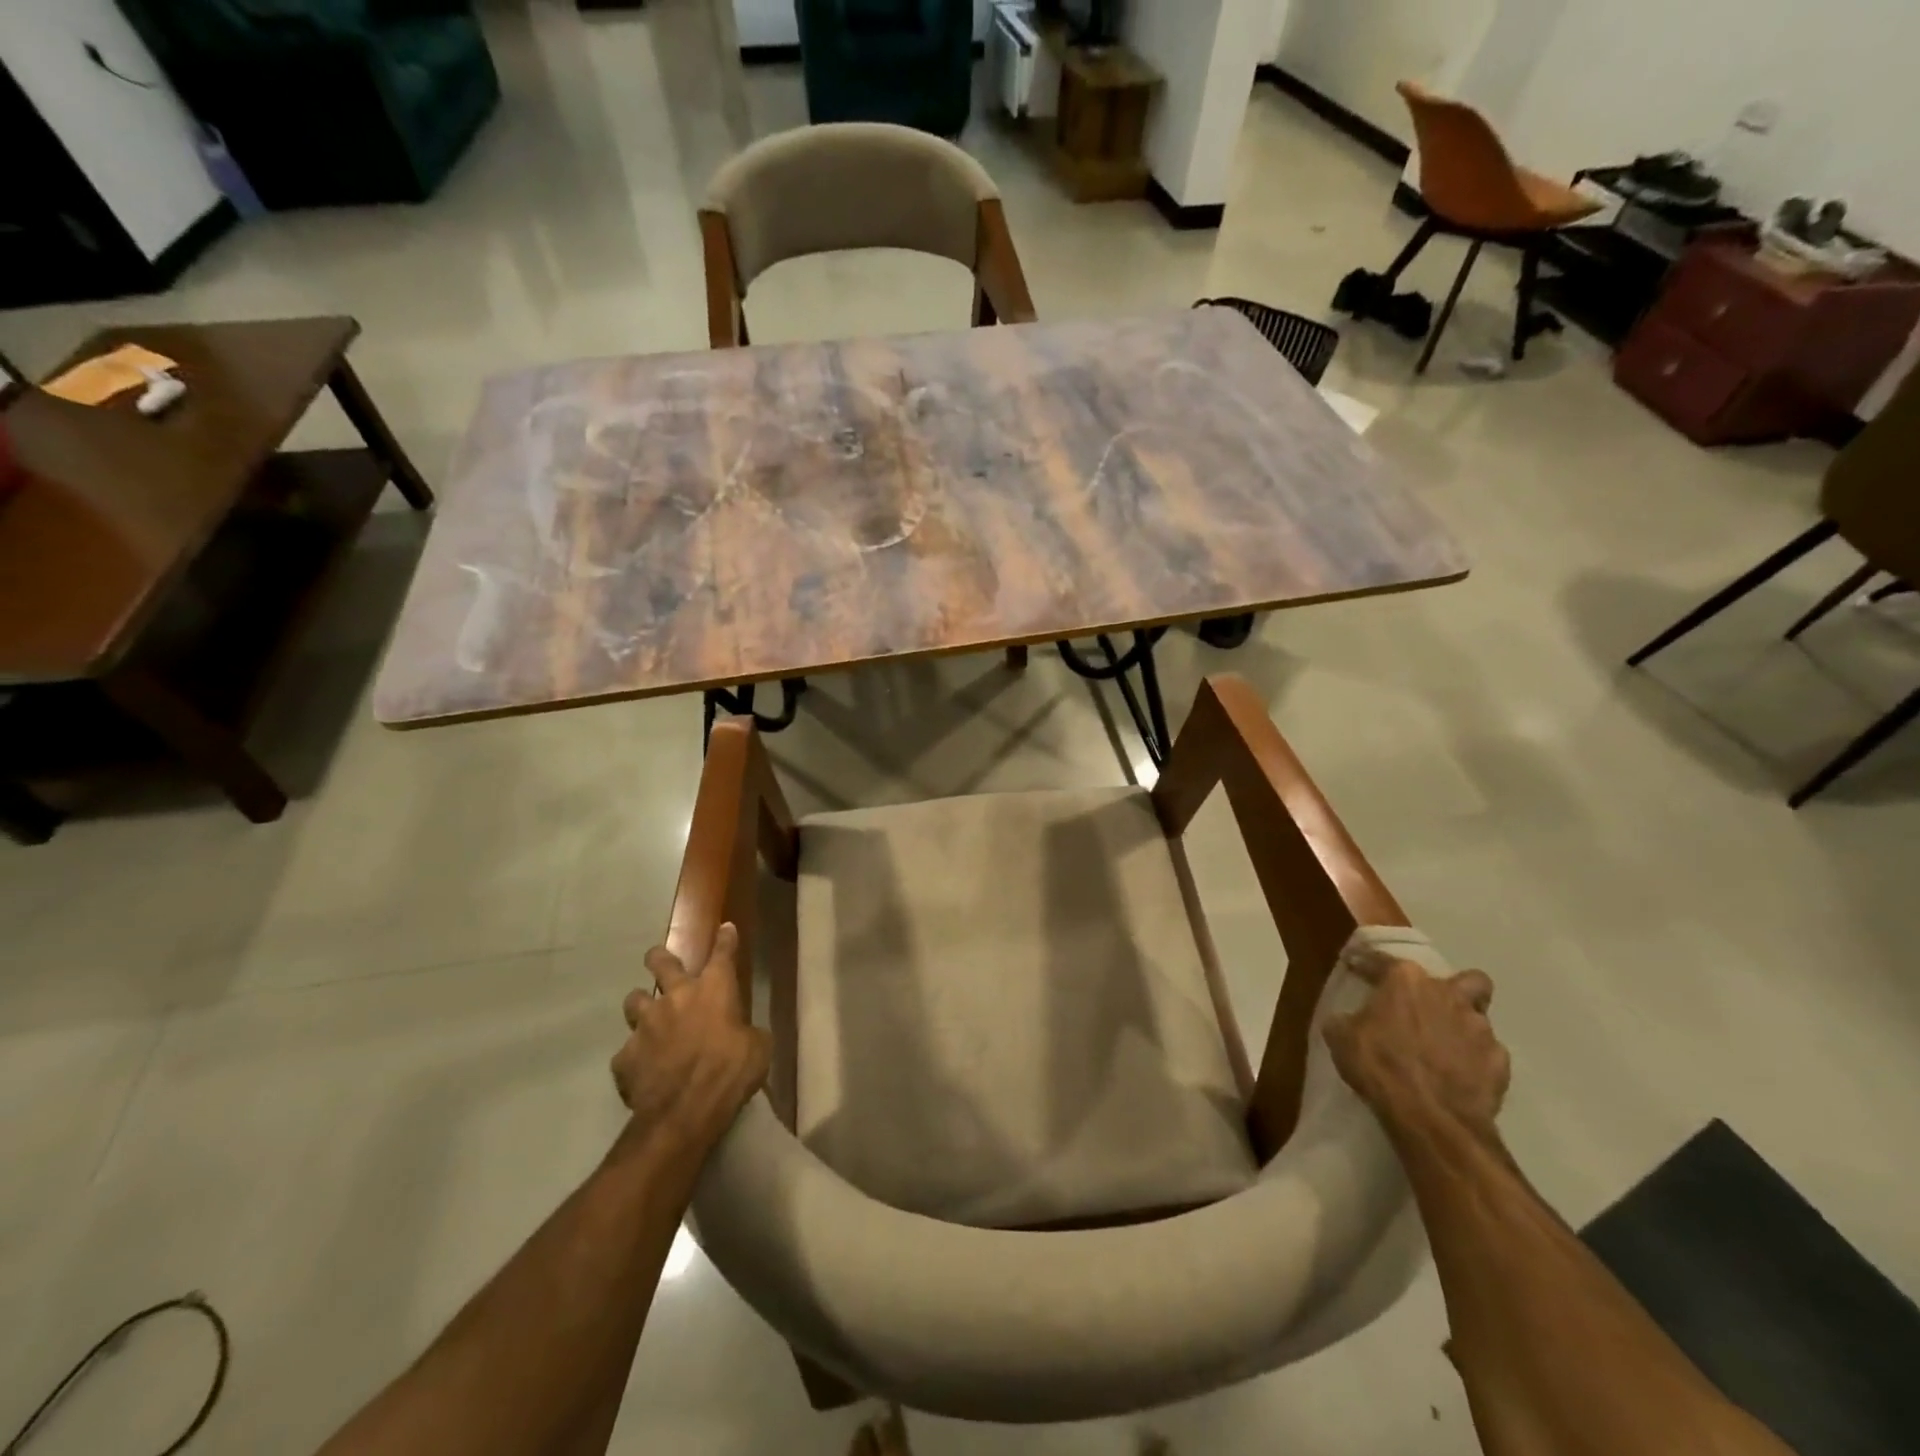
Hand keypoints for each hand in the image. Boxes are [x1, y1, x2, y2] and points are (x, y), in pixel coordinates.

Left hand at [611, 923, 770, 1148]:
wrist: (685, 1111)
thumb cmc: (731, 1072)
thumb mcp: (758, 1049)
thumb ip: (748, 1033)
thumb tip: (745, 1034)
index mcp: (714, 990)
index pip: (722, 954)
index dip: (725, 939)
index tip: (724, 927)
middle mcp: (676, 997)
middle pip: (661, 963)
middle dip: (659, 958)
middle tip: (657, 959)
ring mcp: (645, 1025)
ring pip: (634, 1000)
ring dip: (641, 1006)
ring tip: (646, 1017)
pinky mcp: (624, 1056)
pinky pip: (627, 1051)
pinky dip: (635, 1056)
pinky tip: (642, 1069)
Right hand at [1324, 956, 1509, 1137]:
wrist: (1431, 1117)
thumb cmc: (1380, 1066)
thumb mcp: (1341, 1038)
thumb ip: (1345, 1019)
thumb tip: (1346, 1020)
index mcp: (1405, 980)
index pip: (1383, 960)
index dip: (1367, 964)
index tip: (1356, 966)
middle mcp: (1448, 994)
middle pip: (1463, 980)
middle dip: (1450, 991)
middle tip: (1429, 1008)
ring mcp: (1481, 1028)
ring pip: (1479, 1017)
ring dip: (1462, 1027)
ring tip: (1444, 1048)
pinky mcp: (1500, 1062)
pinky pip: (1488, 1054)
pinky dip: (1475, 1061)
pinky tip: (1459, 1075)